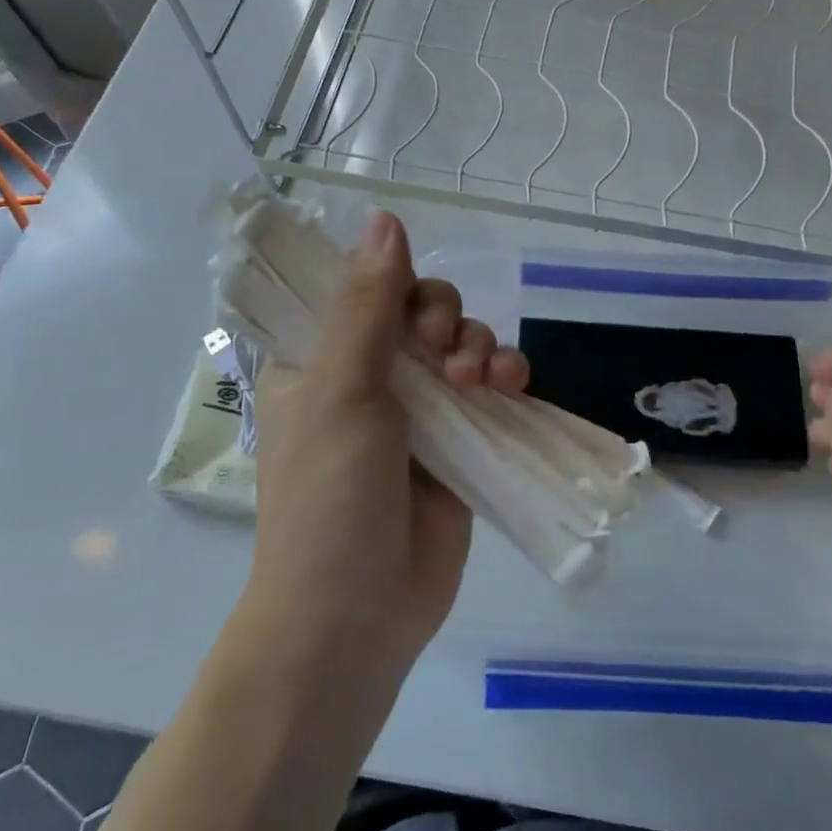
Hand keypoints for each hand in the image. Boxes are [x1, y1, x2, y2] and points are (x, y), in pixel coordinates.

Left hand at [241, 212, 528, 692]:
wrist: (356, 614)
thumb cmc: (328, 494)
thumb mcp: (342, 388)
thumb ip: (368, 303)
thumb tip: (384, 216)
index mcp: (320, 357)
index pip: (358, 287)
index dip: (390, 278)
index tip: (404, 297)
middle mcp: (368, 374)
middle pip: (419, 308)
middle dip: (441, 317)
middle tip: (437, 351)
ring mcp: (417, 409)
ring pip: (460, 343)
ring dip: (478, 345)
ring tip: (479, 380)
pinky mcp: (460, 439)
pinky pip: (490, 386)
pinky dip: (505, 374)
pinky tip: (511, 385)